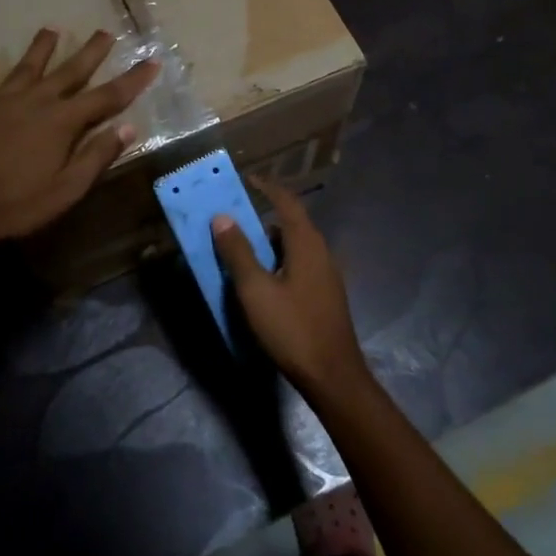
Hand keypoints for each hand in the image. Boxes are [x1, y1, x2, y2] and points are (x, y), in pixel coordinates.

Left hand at [0, 28, 158, 247]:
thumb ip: (97, 156)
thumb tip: (128, 128)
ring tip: (51, 29)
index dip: (132, 80)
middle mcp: (35, 101)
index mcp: (62, 122)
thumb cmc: (17, 204)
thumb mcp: (67, 189)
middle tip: (105, 32)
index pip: (107, 97)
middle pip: (69, 71)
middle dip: (91, 52)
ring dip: (40, 49)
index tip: (152, 62)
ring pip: (25, 68)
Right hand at [212, 179, 366, 394]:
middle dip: (262, 217)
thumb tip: (222, 217)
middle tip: (233, 219)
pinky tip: (263, 281)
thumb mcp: (256, 290)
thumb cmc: (292, 328)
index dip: (267, 187)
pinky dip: (278, 261)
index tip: (246, 180)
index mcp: (307, 243)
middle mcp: (321, 251)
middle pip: (291, 223)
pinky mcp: (325, 294)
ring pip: (294, 246)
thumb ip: (238, 252)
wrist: (332, 375)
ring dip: (269, 242)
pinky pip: (299, 265)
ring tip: (241, 249)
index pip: (287, 202)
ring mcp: (326, 274)